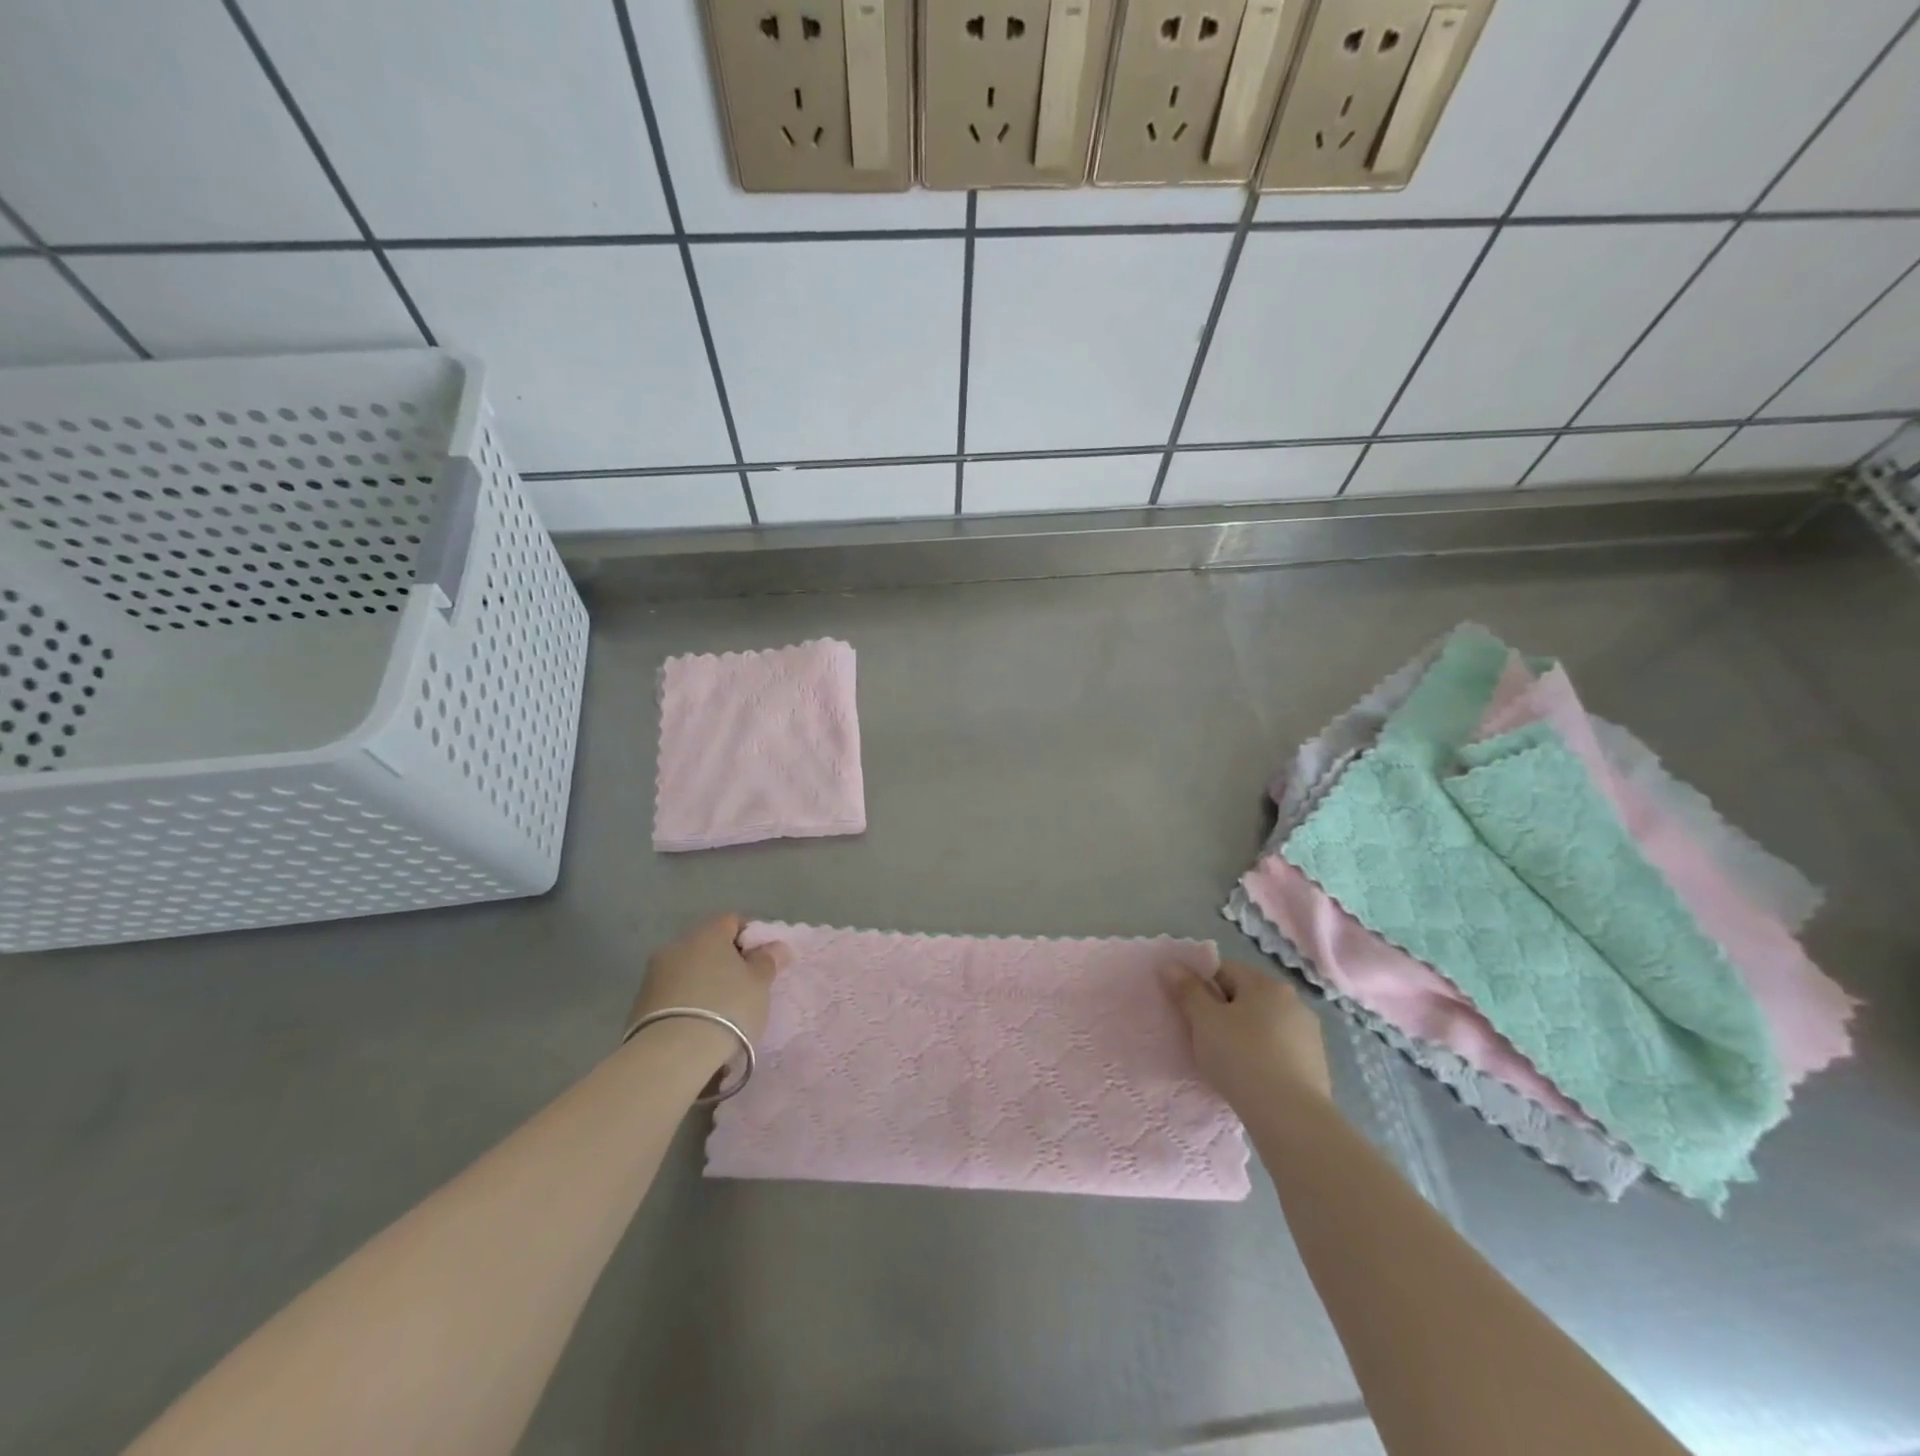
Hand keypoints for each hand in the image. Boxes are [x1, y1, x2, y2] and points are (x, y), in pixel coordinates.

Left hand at [627, 914, 789, 1053]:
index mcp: (707, 933)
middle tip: (744, 989)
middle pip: (707, 946)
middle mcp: (677, 945)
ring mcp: (653, 975)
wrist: (672, 1055)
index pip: (732, 921)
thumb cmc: (727, 1008)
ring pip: (687, 971)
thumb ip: (768, 961)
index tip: (762, 962)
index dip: (751, 938)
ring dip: (703, 984)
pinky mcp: (639, 1005)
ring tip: (721, 1014)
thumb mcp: (760, 984)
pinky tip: (697, 1027)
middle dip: (725, 963)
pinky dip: (686, 1004)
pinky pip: (672, 996)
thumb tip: (775, 947)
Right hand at [1170, 960, 1331, 1109]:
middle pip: (1245, 996)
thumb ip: (1187, 990)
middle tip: (1202, 1036)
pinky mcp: (1316, 1065)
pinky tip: (1250, 1077)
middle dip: (1222, 1011)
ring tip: (1225, 1061)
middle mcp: (1293, 1001)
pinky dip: (1262, 1056)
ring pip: (1263, 1024)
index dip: (1200, 985)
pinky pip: (1278, 1050)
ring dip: (1243, 1034)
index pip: (1224, 970)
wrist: (1291, 1118)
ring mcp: (1309, 1034)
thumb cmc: (1241, 1058)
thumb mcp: (1204, 1021)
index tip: (1187, 1009)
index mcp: (1266, 983)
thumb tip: (1171, 965)